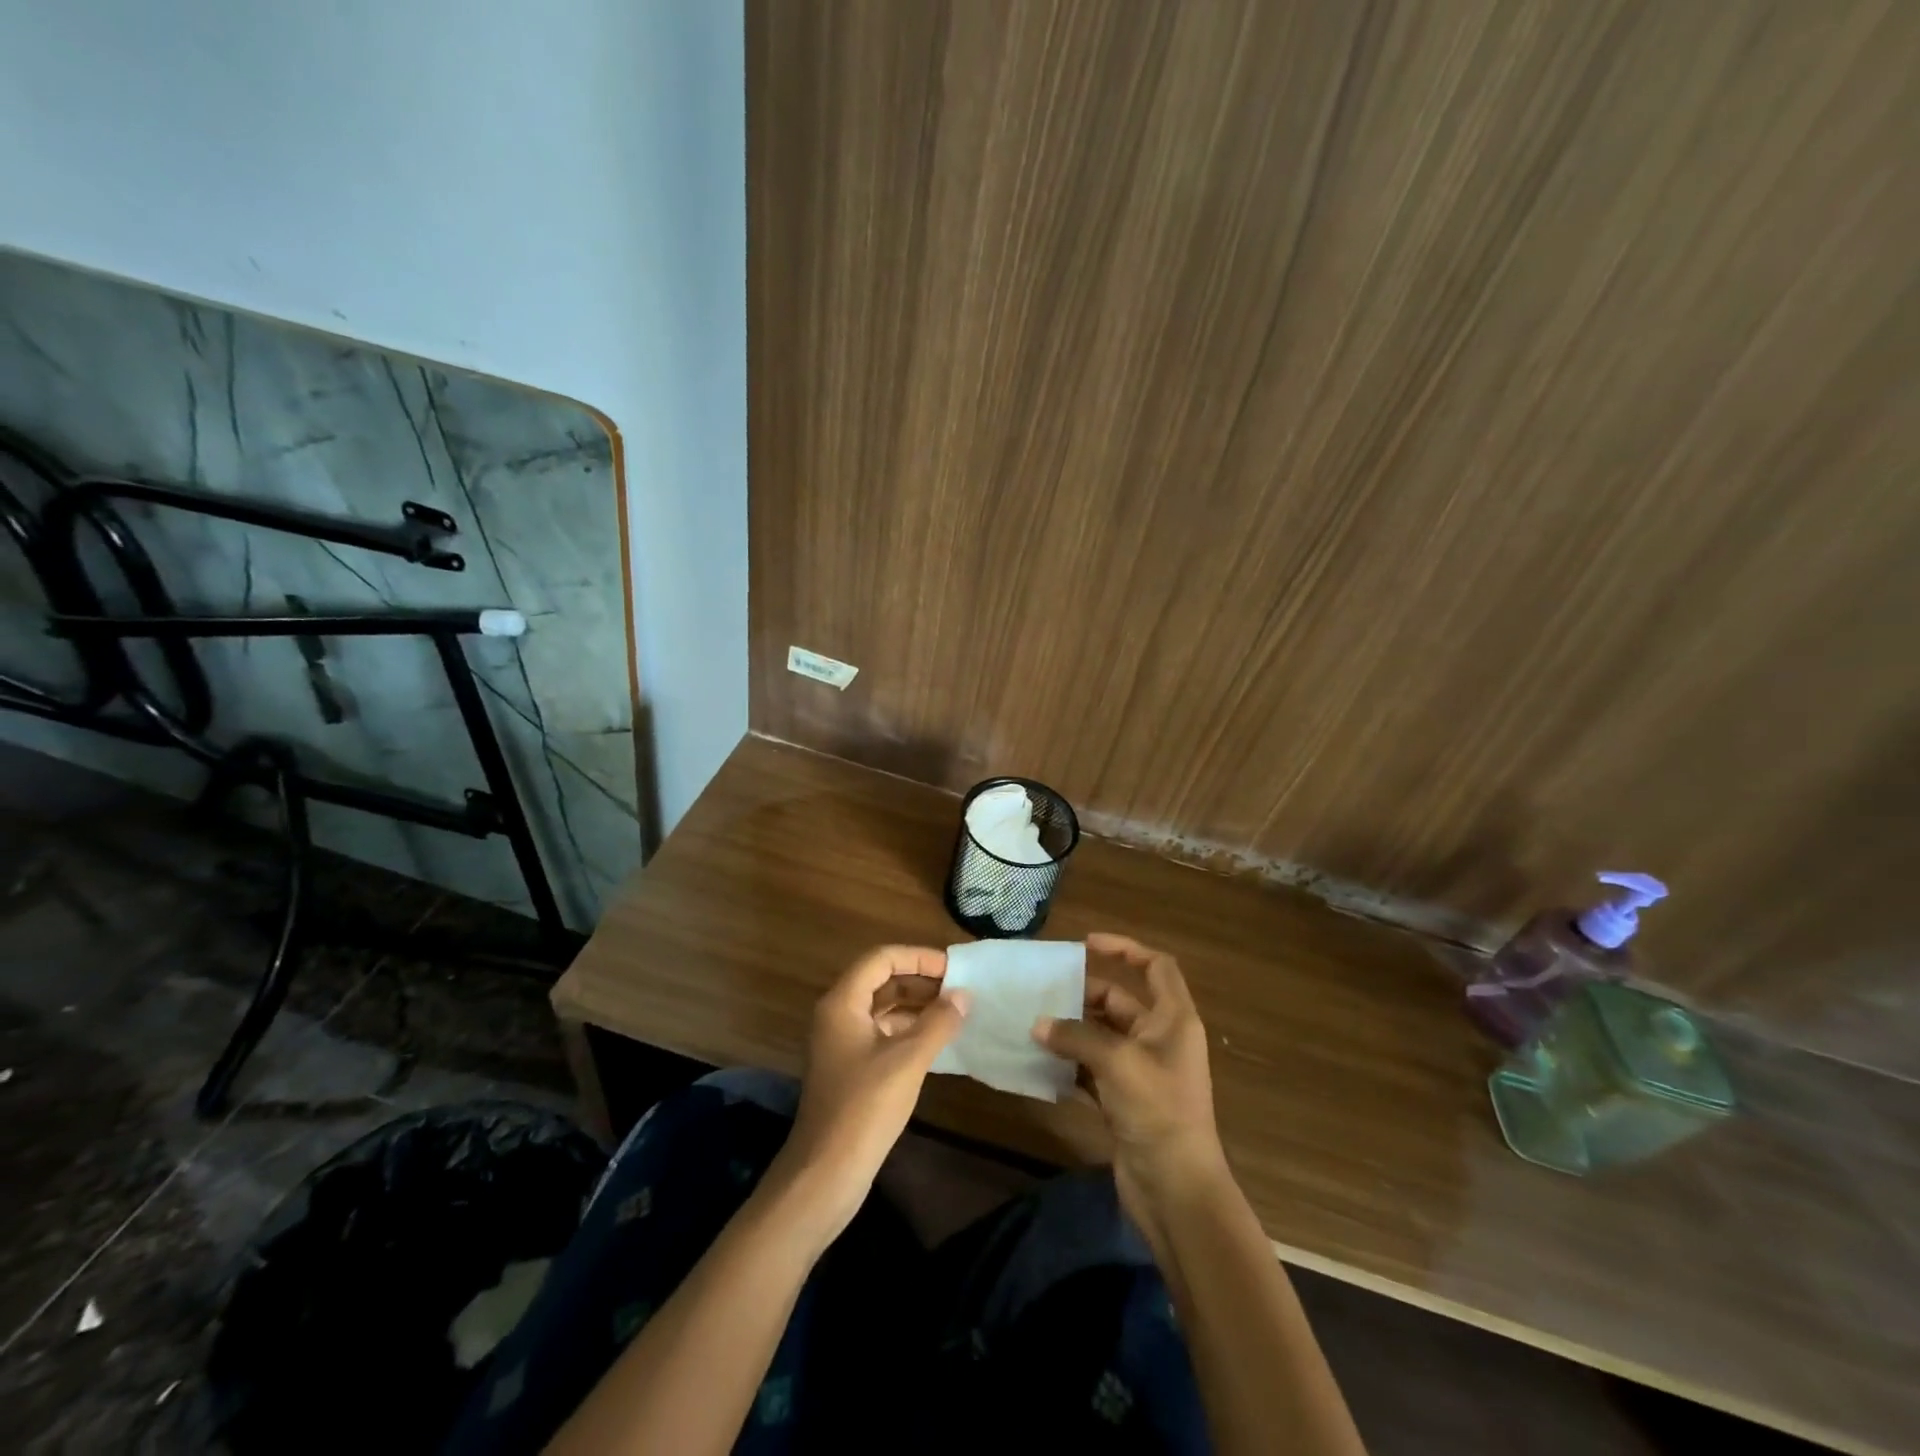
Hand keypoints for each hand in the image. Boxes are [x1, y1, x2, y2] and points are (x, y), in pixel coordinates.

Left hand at [783, 945, 969, 1227]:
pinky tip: (937, 1042)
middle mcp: (837, 1014)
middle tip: (959, 989)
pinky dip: (908, 1031)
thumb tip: (964, 996)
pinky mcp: (849, 1068)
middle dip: (920, 980)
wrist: (824, 1174)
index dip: (918, 957)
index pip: (881, 959)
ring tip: (955, 1012)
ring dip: (917, 1006)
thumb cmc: (864, 1108)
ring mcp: (841, 1043)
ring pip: (882, 1009)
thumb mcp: (908, 1060)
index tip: (953, 968)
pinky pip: (881, 1034)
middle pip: (881, 981)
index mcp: (843, 1002)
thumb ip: (938, 1023)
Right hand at [1033, 933, 1228, 1233]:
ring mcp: (1141, 1071)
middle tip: (1042, 991)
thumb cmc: (1157, 1111)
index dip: (1125, 949)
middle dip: (1083, 995)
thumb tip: (1038, 1024)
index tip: (1086, 944)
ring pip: (1101, 1036)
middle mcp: (1159, 1039)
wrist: (1176, 1191)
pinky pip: (1092, 1068)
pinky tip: (1039, 1061)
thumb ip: (1075, 1036)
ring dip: (1071, 1030)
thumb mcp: (1117, 1062)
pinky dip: (1069, 1063)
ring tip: (1031, 1022)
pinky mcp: (1124, 1100)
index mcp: (1173, 1019)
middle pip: (1120, 1001)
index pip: (1156, 967)